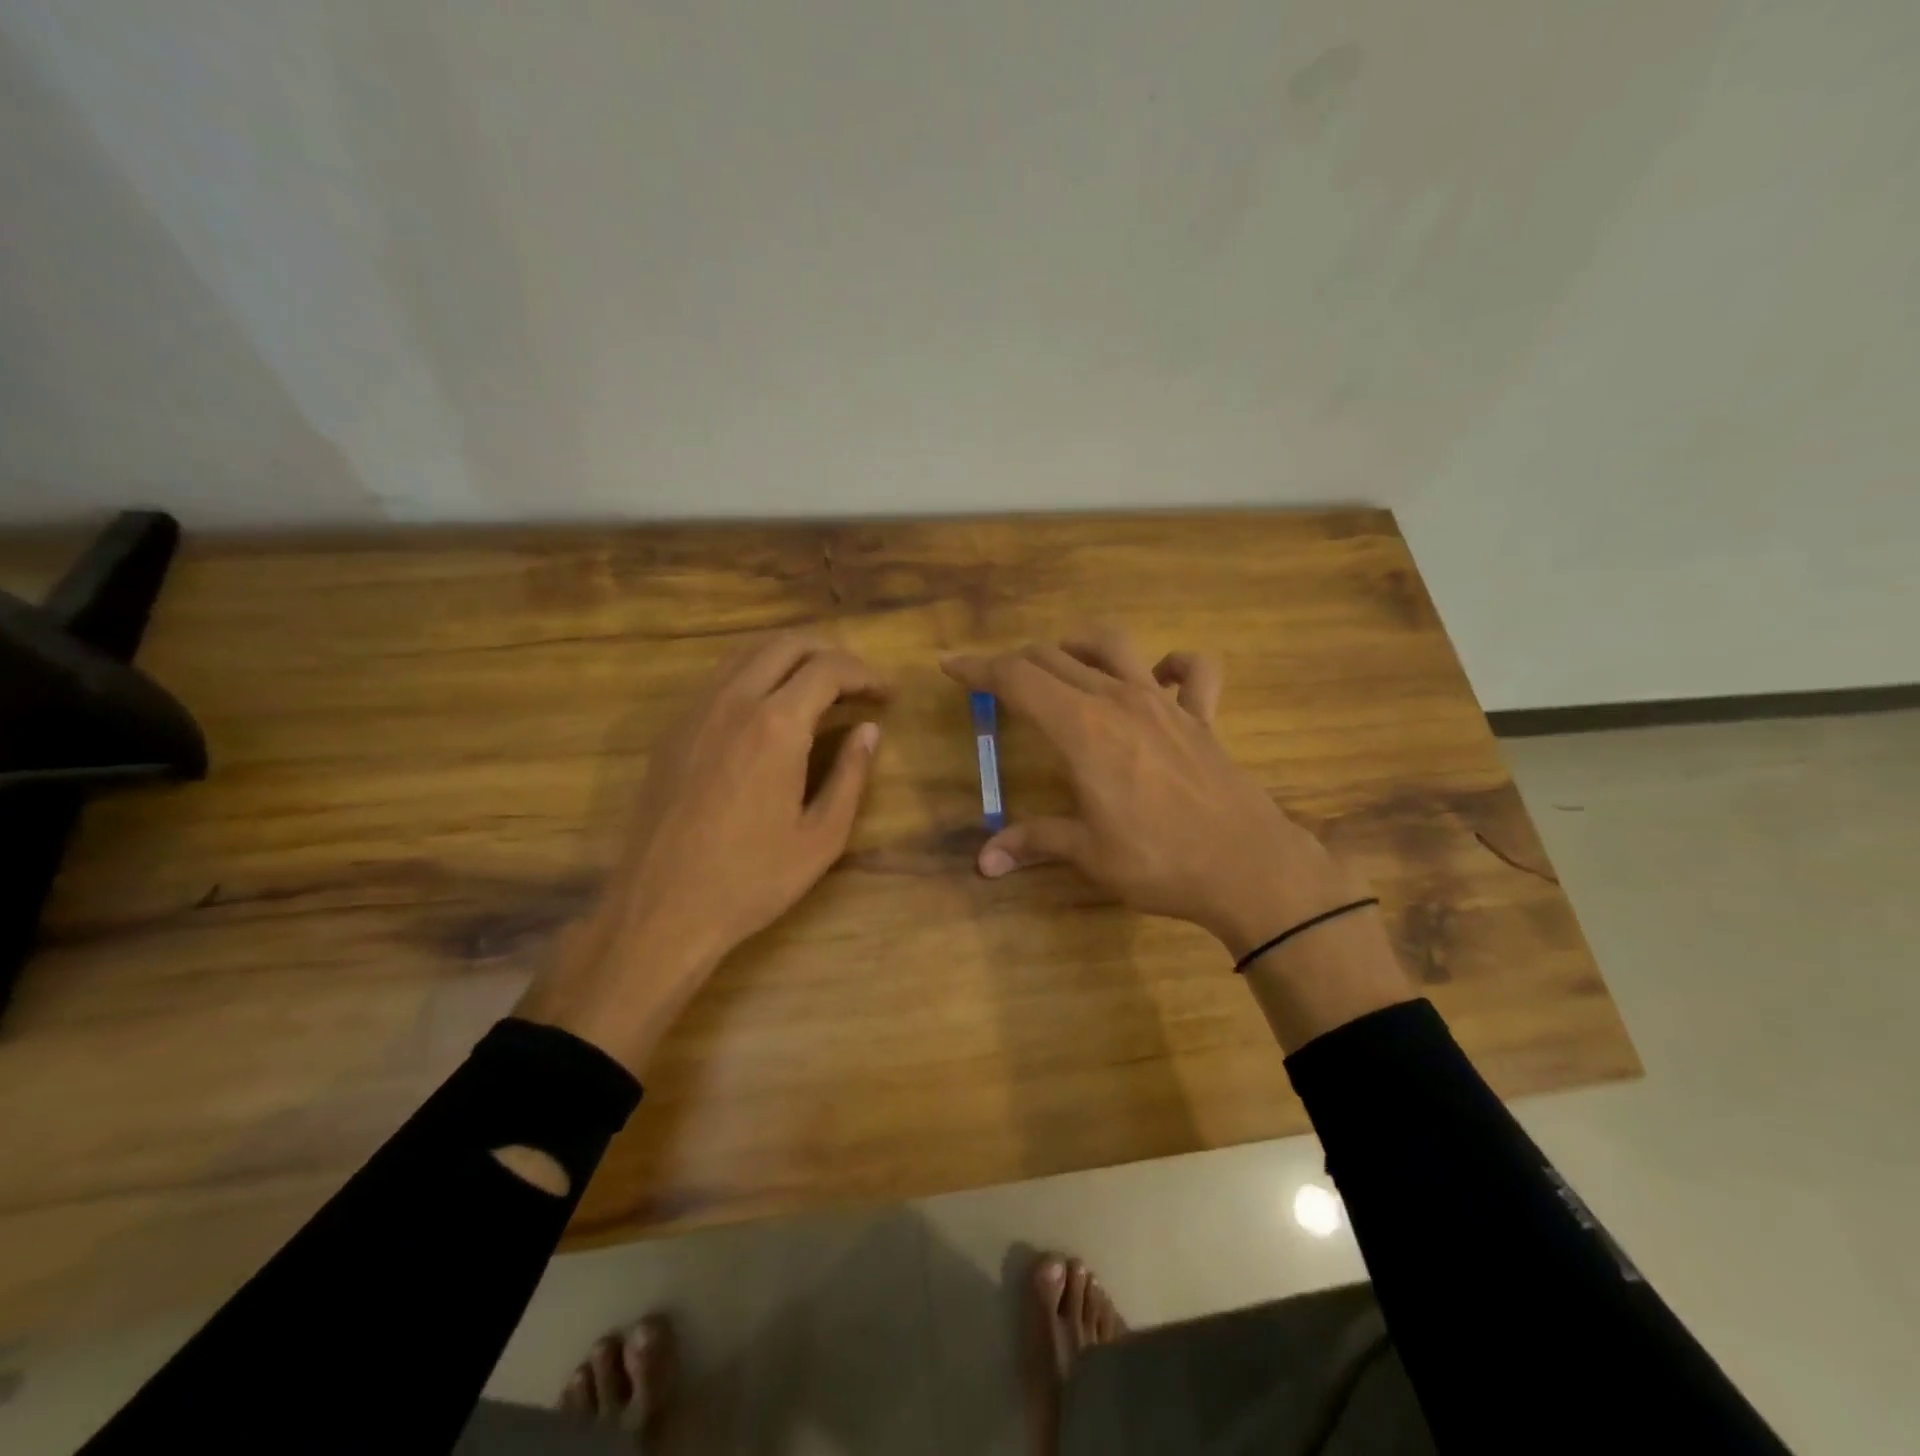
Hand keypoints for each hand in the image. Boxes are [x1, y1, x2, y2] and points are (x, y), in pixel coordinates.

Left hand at [517, 633, 887, 1071]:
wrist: (661, 908)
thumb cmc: (752, 879)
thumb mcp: (821, 836)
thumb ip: (851, 775)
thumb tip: (870, 730)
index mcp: (776, 725)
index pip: (829, 668)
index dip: (866, 674)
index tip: (888, 695)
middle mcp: (733, 701)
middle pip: (786, 643)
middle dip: (831, 652)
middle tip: (858, 683)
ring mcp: (696, 711)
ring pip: (748, 653)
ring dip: (792, 657)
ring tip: (820, 689)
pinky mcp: (674, 729)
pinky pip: (721, 678)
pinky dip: (757, 674)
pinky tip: (771, 708)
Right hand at [941, 626, 1360, 958]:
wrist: (1248, 868)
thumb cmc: (1159, 861)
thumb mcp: (1088, 854)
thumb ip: (1034, 843)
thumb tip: (983, 862)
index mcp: (1081, 728)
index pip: (1017, 679)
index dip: (978, 668)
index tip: (951, 665)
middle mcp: (1118, 700)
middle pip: (1055, 658)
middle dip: (1016, 661)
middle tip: (994, 680)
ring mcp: (1165, 703)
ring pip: (1114, 645)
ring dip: (1079, 646)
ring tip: (1062, 663)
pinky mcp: (1202, 717)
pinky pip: (1194, 671)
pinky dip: (1174, 664)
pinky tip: (1159, 677)